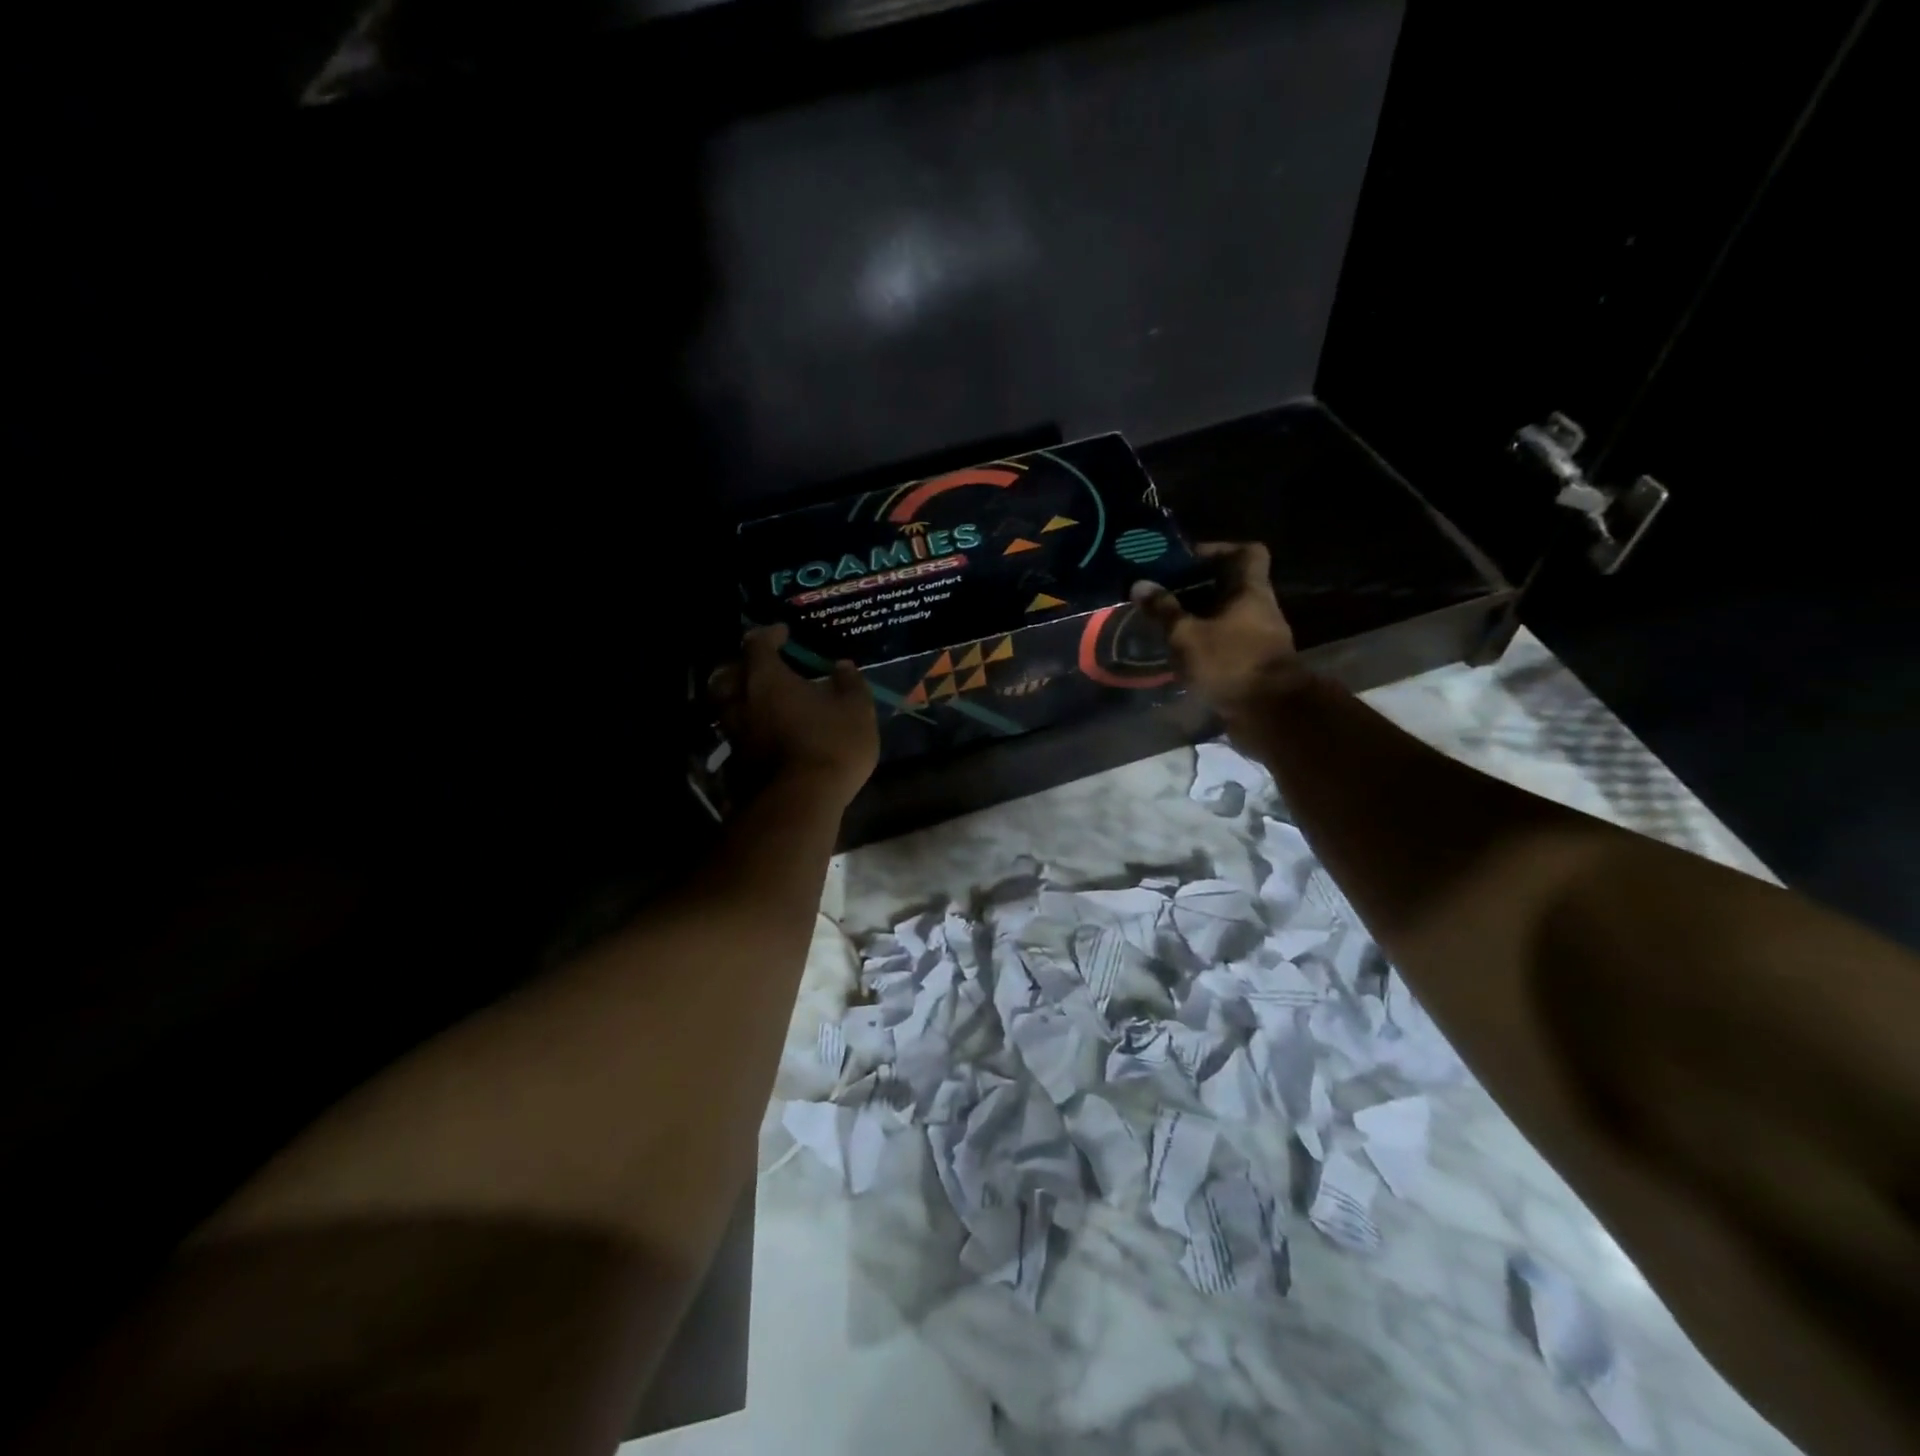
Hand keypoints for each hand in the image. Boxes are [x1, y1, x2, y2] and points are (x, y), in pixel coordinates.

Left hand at [708, 624, 878, 807]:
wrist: (800, 803)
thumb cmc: (830, 745)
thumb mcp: (856, 710)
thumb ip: (849, 683)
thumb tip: (842, 665)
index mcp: (767, 678)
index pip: (757, 644)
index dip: (769, 634)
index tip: (783, 632)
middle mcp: (742, 701)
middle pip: (727, 674)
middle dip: (741, 665)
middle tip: (760, 666)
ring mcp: (735, 734)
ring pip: (727, 707)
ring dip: (741, 699)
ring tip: (762, 701)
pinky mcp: (736, 764)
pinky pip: (737, 735)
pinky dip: (748, 728)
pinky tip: (766, 734)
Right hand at [1131, 542, 1302, 721]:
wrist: (1270, 714)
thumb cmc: (1230, 663)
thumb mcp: (1187, 635)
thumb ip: (1163, 610)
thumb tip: (1139, 584)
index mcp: (1251, 591)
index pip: (1247, 553)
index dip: (1219, 549)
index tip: (1188, 559)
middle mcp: (1260, 610)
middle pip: (1231, 586)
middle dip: (1198, 588)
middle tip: (1164, 594)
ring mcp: (1259, 639)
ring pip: (1226, 617)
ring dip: (1199, 619)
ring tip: (1165, 625)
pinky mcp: (1253, 666)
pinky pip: (1226, 644)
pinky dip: (1205, 645)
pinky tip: (1179, 654)